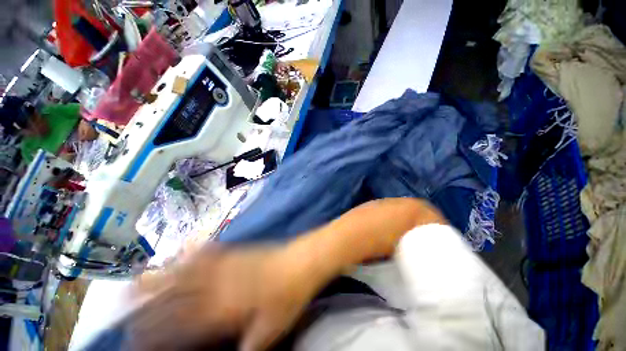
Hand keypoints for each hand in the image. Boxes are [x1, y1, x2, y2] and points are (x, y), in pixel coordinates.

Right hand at [130, 244, 331, 350]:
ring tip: (138, 279)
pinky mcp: (239, 250)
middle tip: (120, 306)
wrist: (301, 262)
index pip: (177, 325)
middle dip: (145, 303)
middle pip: (174, 294)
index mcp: (222, 308)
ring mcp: (228, 262)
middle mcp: (219, 283)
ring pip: (187, 269)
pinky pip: (212, 250)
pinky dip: (195, 250)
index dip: (151, 333)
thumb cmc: (287, 298)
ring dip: (162, 275)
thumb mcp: (267, 334)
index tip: (132, 339)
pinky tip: (186, 247)